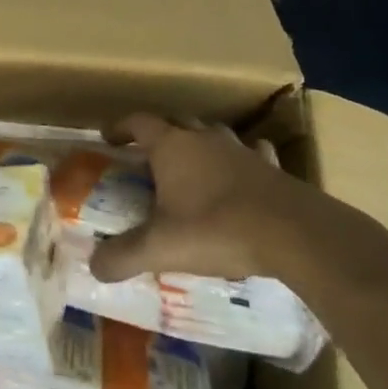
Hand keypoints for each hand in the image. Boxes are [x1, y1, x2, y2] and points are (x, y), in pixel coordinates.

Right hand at [89, 114, 304, 283]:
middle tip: (149, 156)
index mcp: (172, 146)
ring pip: (213, 134)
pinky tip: (242, 176)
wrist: (293, 233)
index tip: (109, 138)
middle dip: (160, 133)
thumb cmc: (216, 229)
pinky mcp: (272, 167)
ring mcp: (241, 150)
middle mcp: (204, 138)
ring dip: (200, 144)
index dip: (121, 127)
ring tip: (193, 166)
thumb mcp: (160, 248)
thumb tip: (93, 267)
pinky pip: (252, 154)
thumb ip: (123, 256)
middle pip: (176, 121)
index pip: (139, 122)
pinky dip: (241, 161)